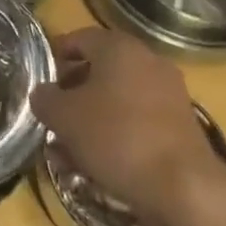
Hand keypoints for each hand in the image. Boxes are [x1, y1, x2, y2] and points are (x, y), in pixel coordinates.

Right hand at [30, 28, 225, 225]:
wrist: (184, 188)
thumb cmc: (117, 138)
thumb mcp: (64, 117)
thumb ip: (45, 99)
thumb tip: (43, 94)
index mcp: (119, 47)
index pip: (79, 38)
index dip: (55, 56)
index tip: (40, 80)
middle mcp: (148, 61)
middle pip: (99, 69)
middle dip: (73, 93)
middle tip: (52, 116)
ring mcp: (169, 93)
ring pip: (117, 99)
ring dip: (92, 118)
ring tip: (70, 148)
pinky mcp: (181, 125)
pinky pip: (138, 120)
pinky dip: (117, 134)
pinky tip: (98, 163)